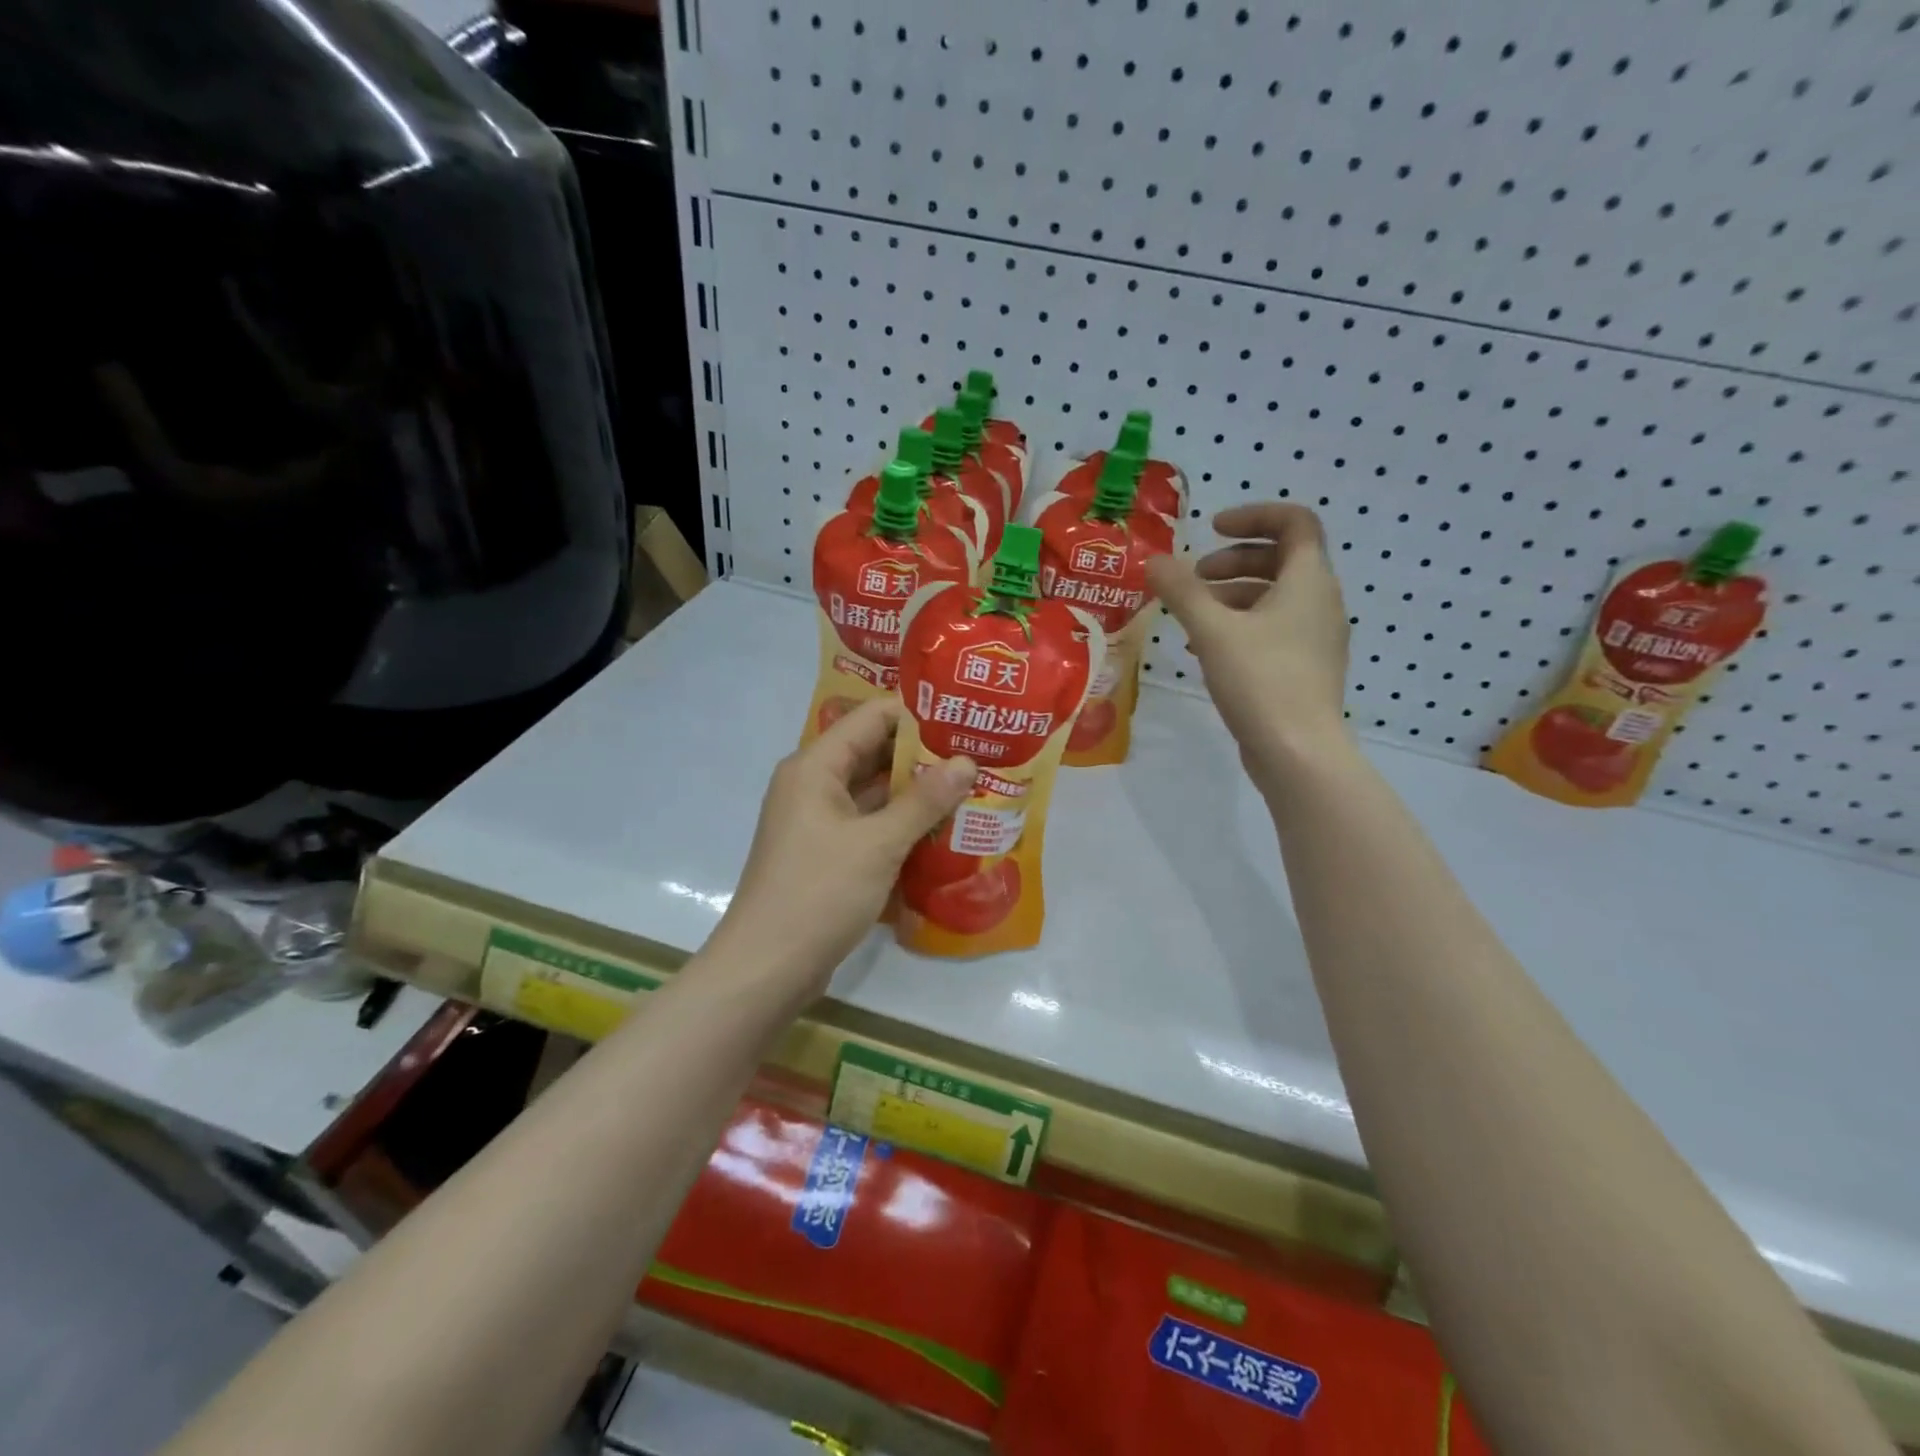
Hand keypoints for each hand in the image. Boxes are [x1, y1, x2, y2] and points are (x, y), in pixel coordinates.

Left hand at [712, 698, 974, 999]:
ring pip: (874, 792)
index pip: (872, 717)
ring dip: (916, 792)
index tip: (965, 717)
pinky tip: (943, 829)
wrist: (767, 968)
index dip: (918, 714)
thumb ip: (924, 801)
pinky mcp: (827, 853)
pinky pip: (869, 824)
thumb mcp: (878, 843)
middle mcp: (814, 785)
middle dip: (924, 755)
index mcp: (815, 767)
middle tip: (978, 754)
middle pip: (874, 753)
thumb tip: (966, 762)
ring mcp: (819, 821)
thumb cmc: (820, 893)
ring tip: (971, 787)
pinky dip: (901, 824)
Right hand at [1146, 503, 1352, 788]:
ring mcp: (1315, 638)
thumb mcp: (1212, 630)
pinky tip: (1203, 650)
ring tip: (1190, 618)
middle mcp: (1320, 602)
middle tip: (1194, 577)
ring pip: (1273, 598)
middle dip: (1233, 560)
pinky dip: (1239, 627)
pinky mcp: (1304, 668)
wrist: (1298, 752)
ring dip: (1230, 596)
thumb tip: (1154, 560)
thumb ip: (1181, 591)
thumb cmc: (1260, 679)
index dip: (1254, 515)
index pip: (1295, 522)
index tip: (1212, 529)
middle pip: (1280, 559)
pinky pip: (1272, 630)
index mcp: (1308, 581)